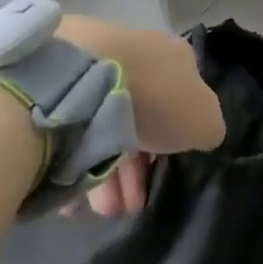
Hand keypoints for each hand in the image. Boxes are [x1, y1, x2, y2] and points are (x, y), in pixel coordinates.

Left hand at [56, 17, 223, 217]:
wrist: (81, 79)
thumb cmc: (153, 98)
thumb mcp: (204, 119)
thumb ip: (207, 128)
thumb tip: (200, 133)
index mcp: (173, 56)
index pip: (181, 99)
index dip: (176, 140)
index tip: (164, 174)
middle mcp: (135, 54)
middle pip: (140, 117)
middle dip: (135, 167)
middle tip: (129, 204)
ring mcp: (93, 65)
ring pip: (103, 125)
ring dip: (105, 172)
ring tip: (100, 209)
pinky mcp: (55, 81)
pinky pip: (72, 129)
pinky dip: (74, 160)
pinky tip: (72, 192)